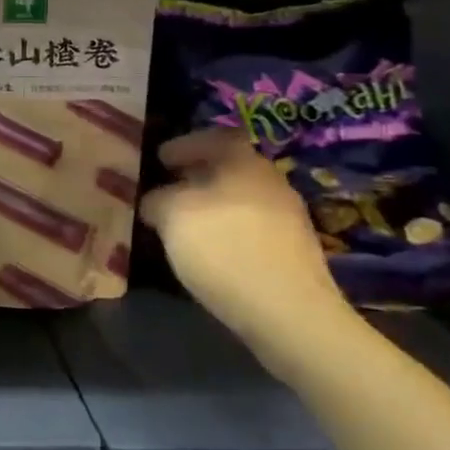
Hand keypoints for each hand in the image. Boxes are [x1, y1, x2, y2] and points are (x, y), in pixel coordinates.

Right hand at [138, 129, 350, 345]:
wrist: (288, 312)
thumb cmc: (223, 248)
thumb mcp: (171, 216)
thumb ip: (158, 199)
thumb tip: (156, 199)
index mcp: (244, 163)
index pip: (216, 137)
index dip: (186, 144)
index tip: (161, 160)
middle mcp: (271, 182)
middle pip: (230, 168)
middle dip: (197, 177)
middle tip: (168, 190)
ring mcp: (288, 218)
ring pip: (241, 199)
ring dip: (213, 206)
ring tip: (184, 225)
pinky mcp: (293, 252)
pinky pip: (252, 228)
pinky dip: (228, 231)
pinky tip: (210, 252)